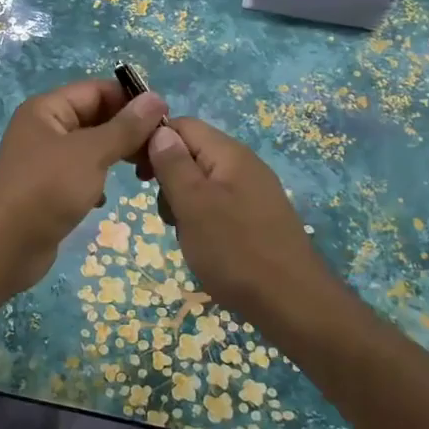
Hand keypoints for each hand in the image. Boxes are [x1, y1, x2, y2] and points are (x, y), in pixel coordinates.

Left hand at [0, 79, 168, 294]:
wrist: (3, 246)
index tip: (164, 120)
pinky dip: (97, 182)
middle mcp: (45, 129)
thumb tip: (155, 98)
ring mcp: (45, 161)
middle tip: (159, 152)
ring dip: (116, 157)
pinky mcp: (48, 190)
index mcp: (47, 110)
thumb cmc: (46, 190)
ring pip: (91, 149)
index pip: (97, 90)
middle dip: (127, 132)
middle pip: (96, 118)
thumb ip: (125, 127)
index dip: (130, 100)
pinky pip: (81, 175)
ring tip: (144, 174)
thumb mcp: (90, 153)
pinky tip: (104, 199)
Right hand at [145, 117, 342, 335]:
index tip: (137, 174)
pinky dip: (203, 220)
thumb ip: (174, 165)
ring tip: (187, 235)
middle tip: (167, 214)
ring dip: (184, 204)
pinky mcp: (257, 217)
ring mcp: (254, 192)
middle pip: (192, 154)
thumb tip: (160, 130)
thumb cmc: (235, 250)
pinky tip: (205, 246)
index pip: (183, 126)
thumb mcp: (193, 205)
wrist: (291, 302)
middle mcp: (244, 165)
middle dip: (169, 179)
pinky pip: (219, 205)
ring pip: (203, 183)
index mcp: (229, 154)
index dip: (154, 142)